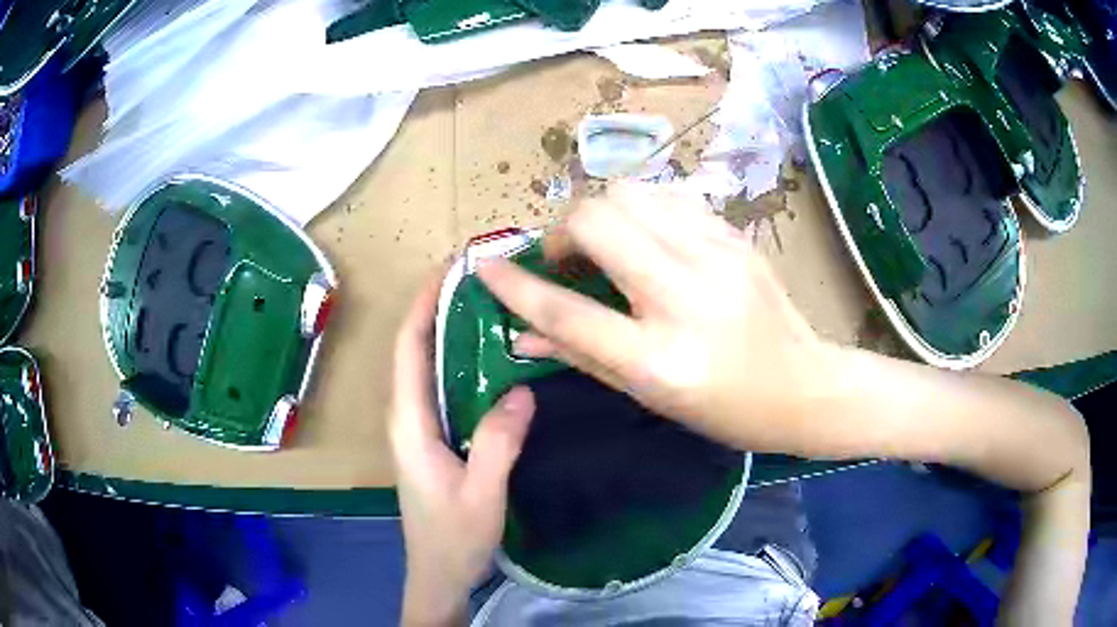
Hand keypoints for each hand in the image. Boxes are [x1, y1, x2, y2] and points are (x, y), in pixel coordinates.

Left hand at [390, 268, 534, 625]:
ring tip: (483, 307)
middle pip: (413, 352)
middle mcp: (407, 419)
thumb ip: (499, 442)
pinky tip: (487, 362)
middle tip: (474, 281)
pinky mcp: (432, 442)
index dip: (422, 307)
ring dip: (446, 334)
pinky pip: (440, 391)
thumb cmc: (454, 539)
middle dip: (435, 310)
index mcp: (410, 425)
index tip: (447, 271)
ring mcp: (418, 431)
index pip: (407, 351)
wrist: (439, 575)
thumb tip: (521, 391)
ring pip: (426, 370)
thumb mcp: (482, 493)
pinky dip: (456, 364)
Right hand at [477, 182, 840, 454]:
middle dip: (562, 231)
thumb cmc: (727, 410)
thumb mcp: (652, 397)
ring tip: (604, 247)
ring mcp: (716, 257)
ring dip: (600, 214)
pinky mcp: (735, 236)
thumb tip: (523, 336)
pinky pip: (667, 199)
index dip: (517, 287)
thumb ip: (583, 358)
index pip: (568, 313)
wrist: (805, 387)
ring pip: (631, 195)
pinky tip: (645, 239)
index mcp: (660, 359)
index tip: (486, 268)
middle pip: (598, 223)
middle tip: (565, 259)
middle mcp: (686, 297)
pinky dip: (639, 211)